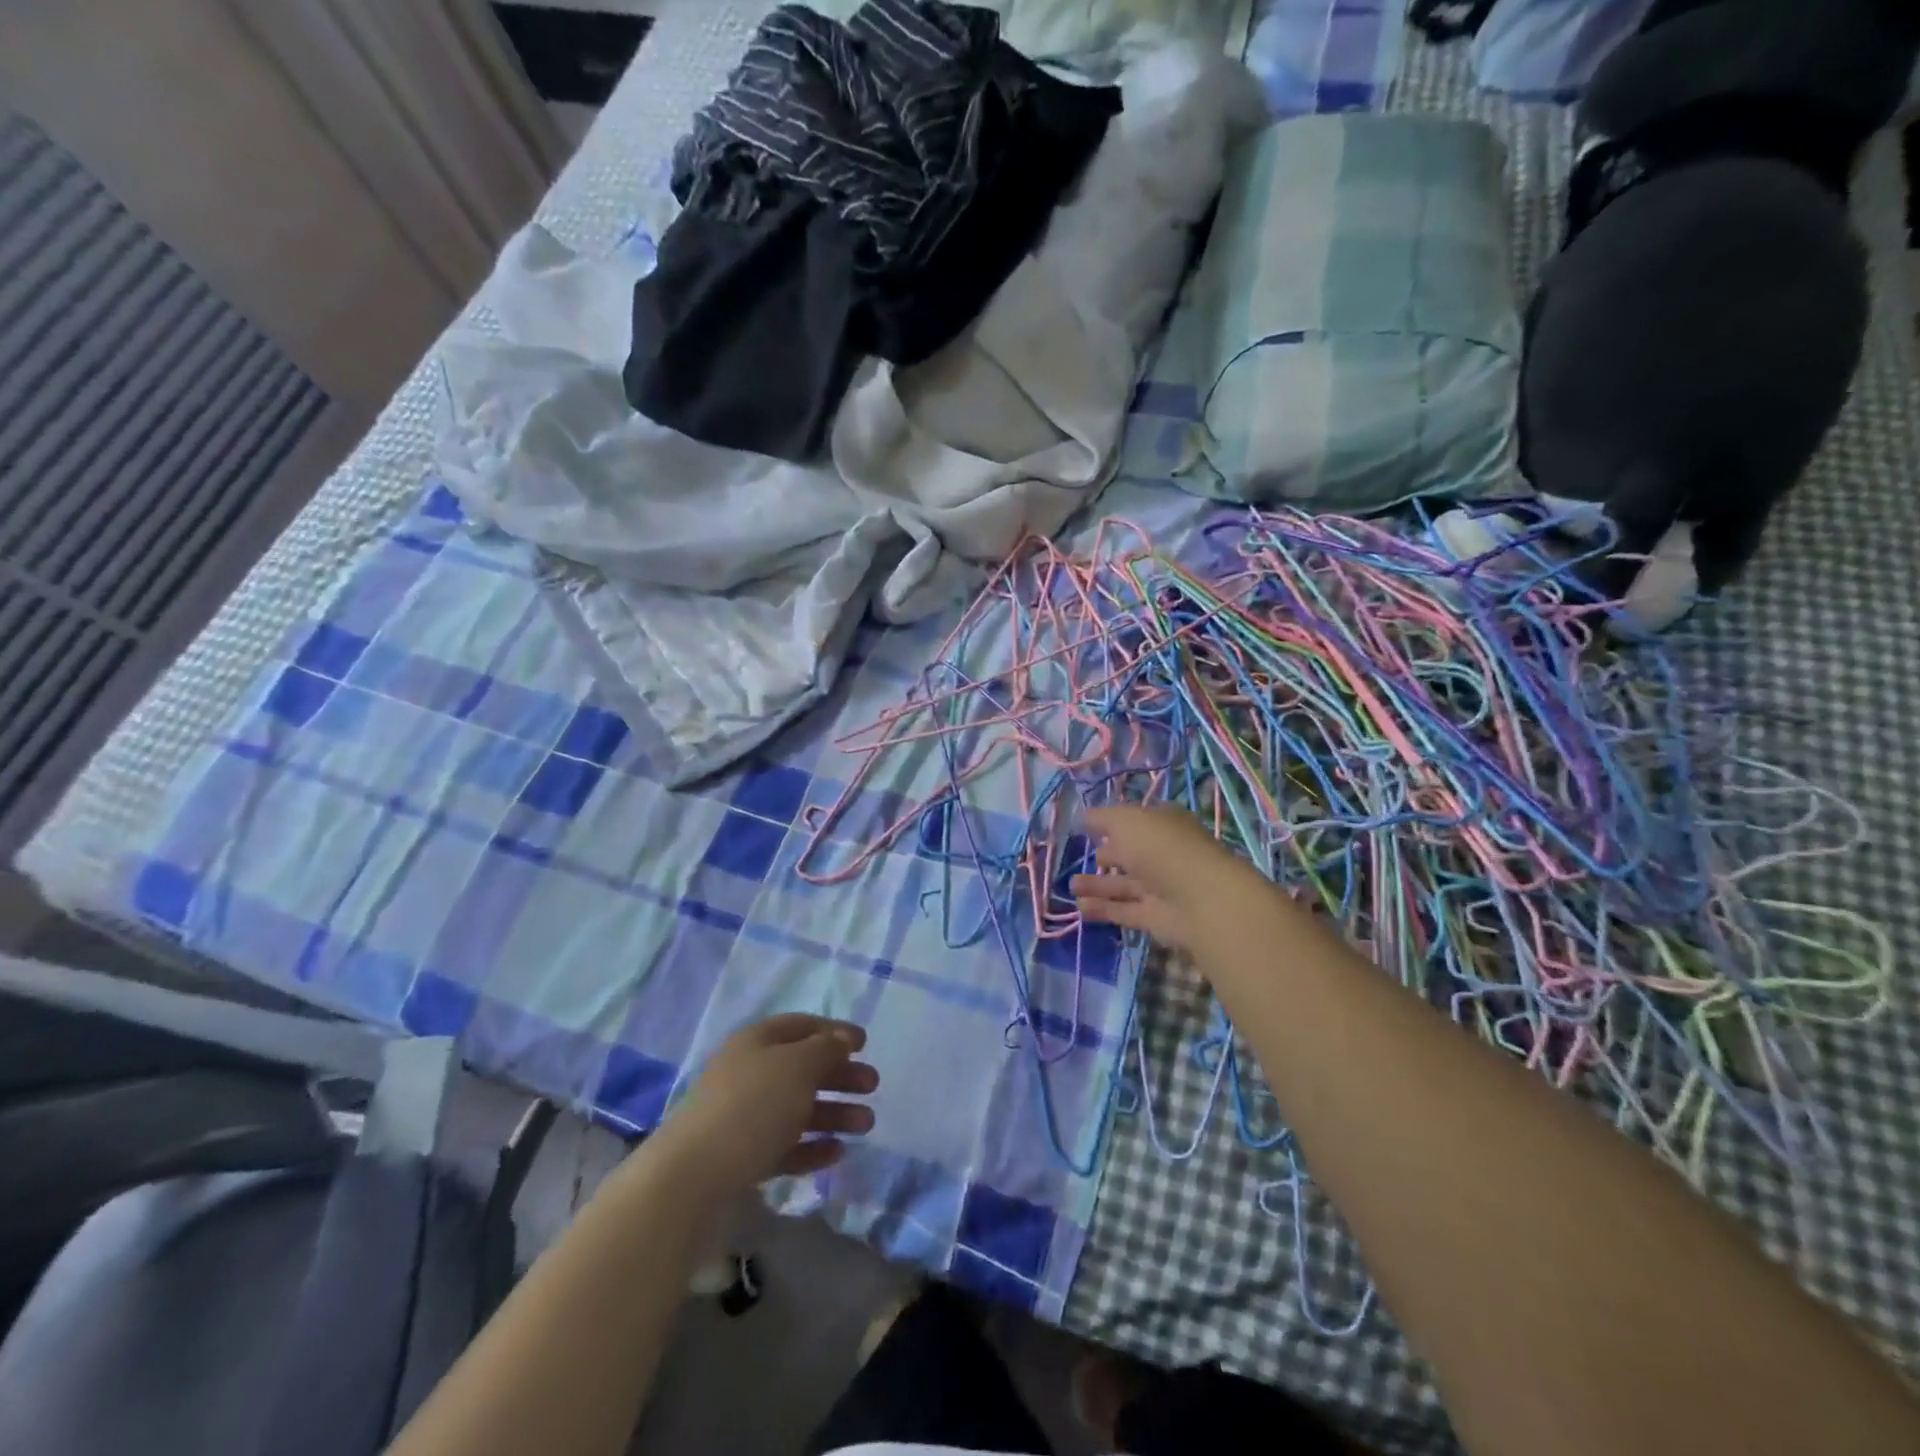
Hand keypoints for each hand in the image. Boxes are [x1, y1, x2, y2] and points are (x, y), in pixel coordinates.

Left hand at [656, 1014, 878, 1198]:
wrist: (690, 1179)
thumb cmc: (751, 1107)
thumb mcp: (797, 1066)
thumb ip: (826, 1049)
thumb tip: (842, 1038)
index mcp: (757, 1042)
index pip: (801, 1026)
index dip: (834, 1031)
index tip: (865, 1044)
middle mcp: (749, 1073)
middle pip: (802, 1068)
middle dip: (840, 1075)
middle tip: (872, 1086)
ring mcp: (743, 1117)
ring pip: (797, 1108)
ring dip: (834, 1113)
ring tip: (866, 1125)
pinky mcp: (742, 1158)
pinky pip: (785, 1145)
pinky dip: (812, 1145)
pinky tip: (837, 1153)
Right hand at [1071, 804, 1269, 954]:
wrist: (1199, 899)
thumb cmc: (1161, 847)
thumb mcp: (1126, 821)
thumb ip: (1102, 818)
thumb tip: (1084, 817)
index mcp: (1163, 825)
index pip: (1136, 821)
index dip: (1114, 823)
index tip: (1089, 827)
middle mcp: (1163, 854)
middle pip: (1130, 854)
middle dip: (1105, 855)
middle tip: (1078, 856)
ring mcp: (1161, 888)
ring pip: (1124, 885)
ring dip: (1098, 885)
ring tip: (1071, 886)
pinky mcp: (1156, 918)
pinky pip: (1124, 911)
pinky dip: (1103, 909)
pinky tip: (1080, 908)